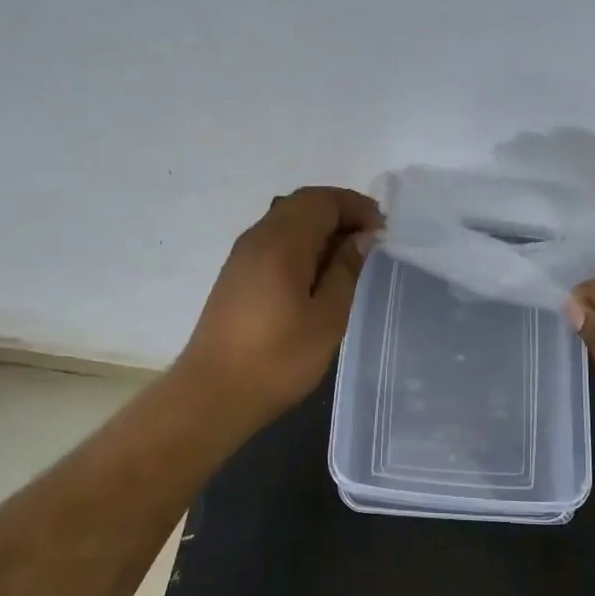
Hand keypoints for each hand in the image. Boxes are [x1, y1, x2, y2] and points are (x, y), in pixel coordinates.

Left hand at [174, 186, 381, 428]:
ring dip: (320, 227)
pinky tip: (317, 272)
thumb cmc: (278, 359)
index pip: (322, 200)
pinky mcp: (236, 274)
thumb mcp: (328, 317)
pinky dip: (301, 242)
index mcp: (282, 242)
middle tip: (370, 237)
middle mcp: (258, 237)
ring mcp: (242, 255)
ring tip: (348, 255)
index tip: (382, 229)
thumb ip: (346, 270)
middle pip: (302, 203)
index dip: (355, 206)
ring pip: (286, 219)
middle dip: (339, 211)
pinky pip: (274, 240)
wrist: (212, 395)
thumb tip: (361, 238)